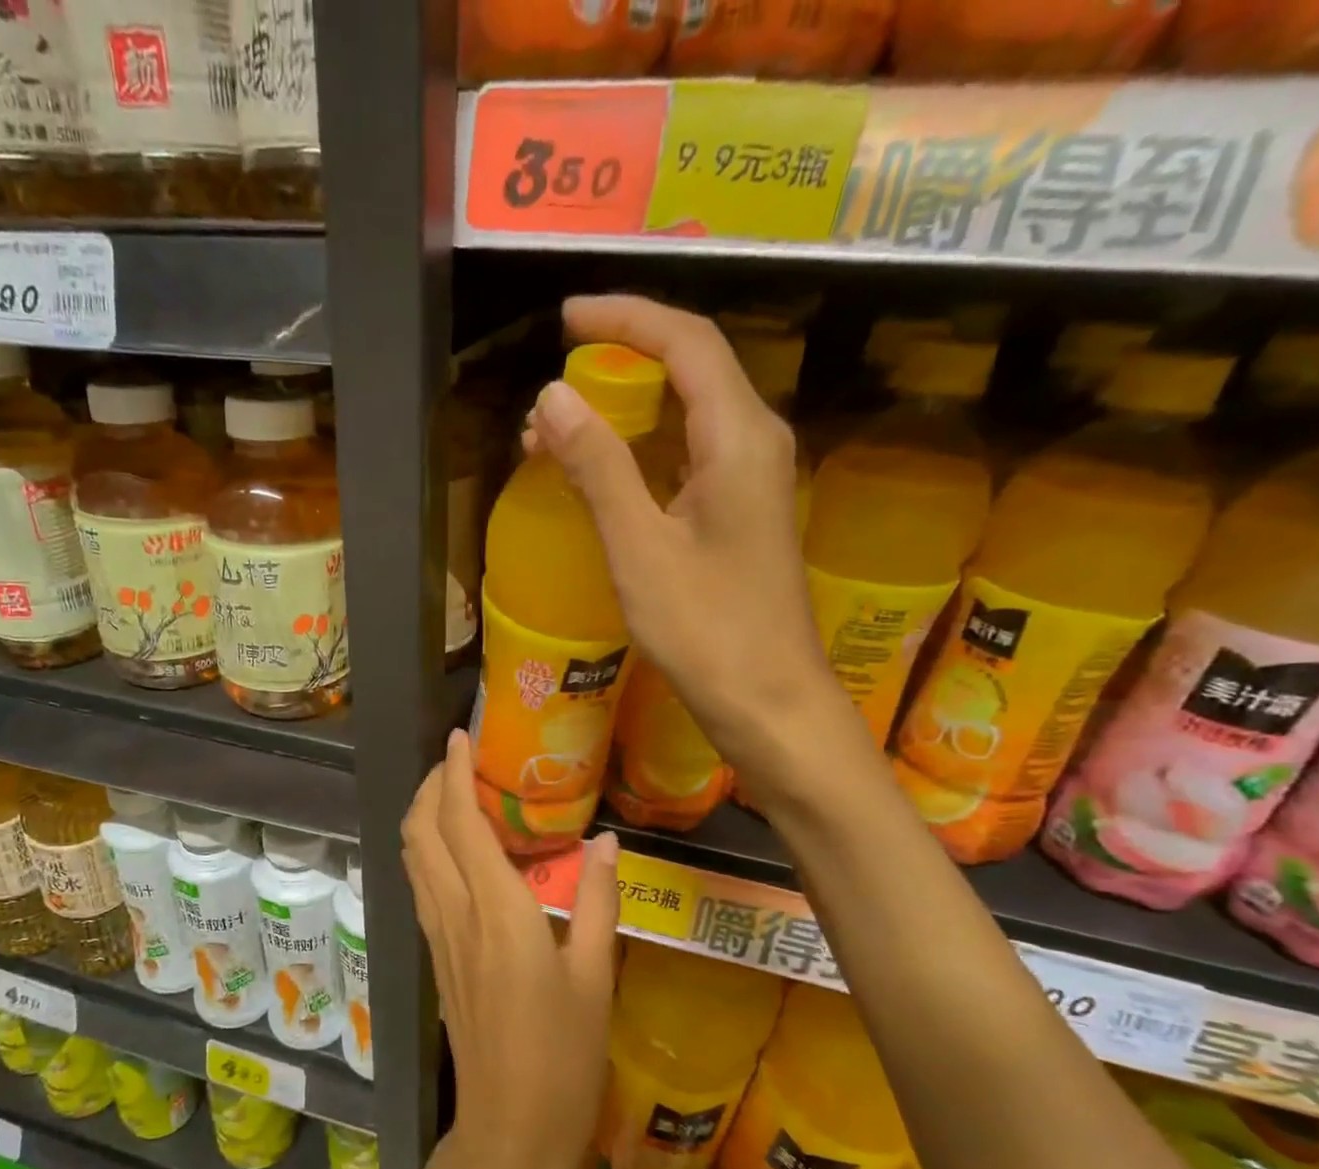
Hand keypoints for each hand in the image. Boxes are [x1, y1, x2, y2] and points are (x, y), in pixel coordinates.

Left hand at [402, 730, 620, 1168]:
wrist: (507, 1133)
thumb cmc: (564, 1061)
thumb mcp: (597, 979)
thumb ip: (601, 902)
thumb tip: (609, 842)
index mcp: (498, 912)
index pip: (461, 822)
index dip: (454, 773)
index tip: (460, 736)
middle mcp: (456, 914)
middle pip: (421, 831)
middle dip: (431, 786)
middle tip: (458, 760)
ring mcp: (439, 936)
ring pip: (413, 856)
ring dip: (425, 815)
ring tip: (456, 793)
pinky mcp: (438, 956)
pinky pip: (423, 884)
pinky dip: (430, 849)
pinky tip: (460, 851)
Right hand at [529, 295, 844, 787]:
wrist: (768, 699)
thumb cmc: (706, 628)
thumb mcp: (639, 547)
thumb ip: (598, 467)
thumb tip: (553, 398)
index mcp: (738, 437)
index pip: (686, 341)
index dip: (626, 317)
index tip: (568, 318)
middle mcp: (755, 443)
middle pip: (690, 369)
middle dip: (619, 364)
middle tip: (551, 390)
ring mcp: (752, 480)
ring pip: (686, 415)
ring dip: (623, 412)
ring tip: (555, 435)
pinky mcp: (740, 514)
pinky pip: (686, 456)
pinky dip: (639, 452)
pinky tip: (599, 476)